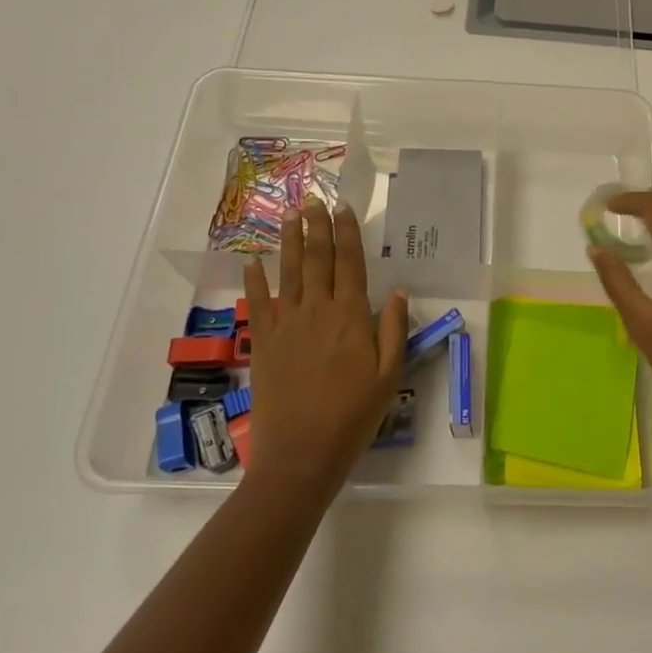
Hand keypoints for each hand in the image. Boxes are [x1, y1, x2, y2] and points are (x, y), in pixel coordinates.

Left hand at [242, 201, 408, 494]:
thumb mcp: (389, 376)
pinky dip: (255, 280)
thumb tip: (399, 290)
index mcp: (350, 316)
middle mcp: (317, 310)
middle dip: (317, 226)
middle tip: (314, 198)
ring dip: (290, 241)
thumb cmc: (353, 416)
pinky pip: (258, 303)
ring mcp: (286, 324)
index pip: (350, 263)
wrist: (301, 454)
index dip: (347, 233)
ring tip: (289, 215)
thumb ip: (393, 329)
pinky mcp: (262, 342)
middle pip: (317, 259)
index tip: (344, 208)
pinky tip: (252, 260)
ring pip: (289, 272)